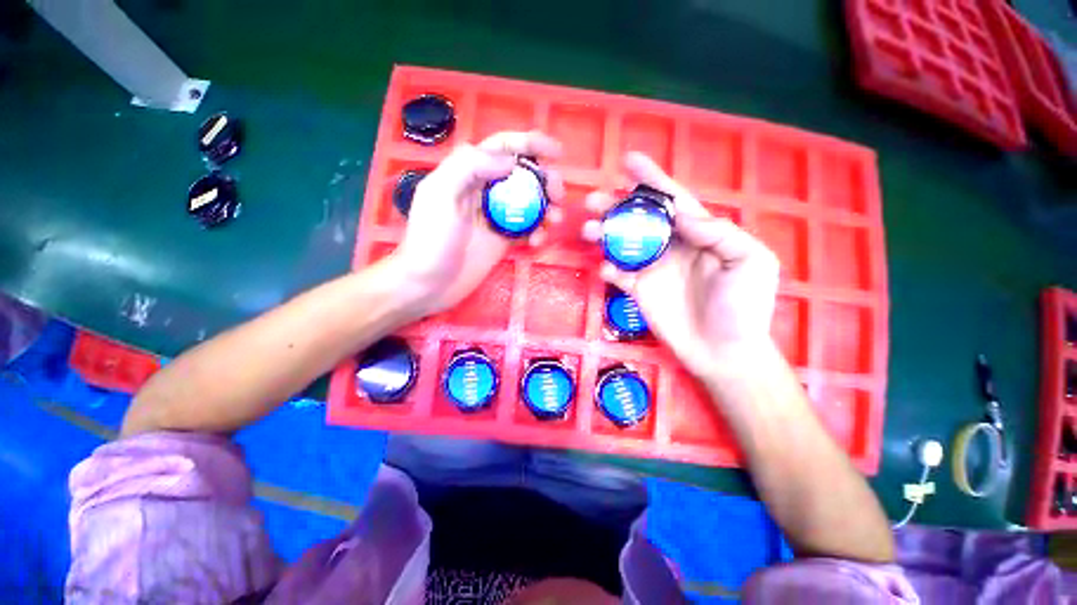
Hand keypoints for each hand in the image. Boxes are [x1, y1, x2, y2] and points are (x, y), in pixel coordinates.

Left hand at [392, 131, 564, 315]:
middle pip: (522, 175)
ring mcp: (496, 217)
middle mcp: (485, 191)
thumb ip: (468, 166)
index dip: (530, 143)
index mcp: (468, 174)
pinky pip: (527, 229)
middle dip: (545, 179)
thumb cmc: (430, 240)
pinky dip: (538, 232)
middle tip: (558, 194)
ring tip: (556, 218)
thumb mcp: (440, 195)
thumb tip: (509, 161)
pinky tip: (537, 242)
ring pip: (529, 203)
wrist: (429, 284)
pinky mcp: (503, 240)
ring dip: (547, 207)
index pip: (502, 148)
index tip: (556, 152)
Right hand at [582, 152, 779, 380]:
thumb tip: (681, 216)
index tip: (628, 161)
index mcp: (698, 233)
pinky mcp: (639, 291)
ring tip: (589, 229)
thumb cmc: (743, 307)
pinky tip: (606, 268)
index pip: (672, 200)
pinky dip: (609, 268)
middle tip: (593, 201)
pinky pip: (618, 274)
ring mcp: (652, 269)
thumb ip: (720, 233)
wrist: (724, 351)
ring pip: (622, 243)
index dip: (651, 179)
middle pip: (638, 219)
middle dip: (616, 206)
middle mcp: (671, 246)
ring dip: (604, 234)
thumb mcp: (749, 262)